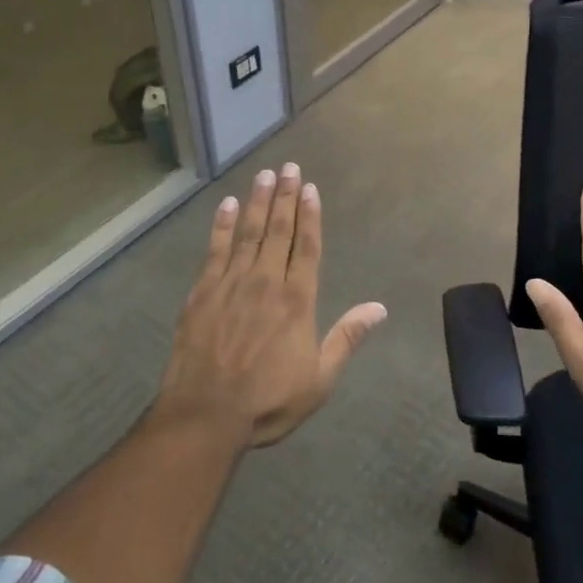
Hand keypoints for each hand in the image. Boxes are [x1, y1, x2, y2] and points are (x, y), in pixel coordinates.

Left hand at [155, 163, 386, 448]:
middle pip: (279, 230)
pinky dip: (223, 225)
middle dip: (285, 196)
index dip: (310, 216)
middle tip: (289, 167)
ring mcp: (232, 283)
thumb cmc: (267, 400)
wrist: (204, 415)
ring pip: (249, 232)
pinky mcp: (203, 291)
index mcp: (297, 300)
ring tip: (265, 175)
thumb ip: (347, 338)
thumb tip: (379, 308)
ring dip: (258, 201)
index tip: (310, 188)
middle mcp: (266, 281)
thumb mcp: (319, 379)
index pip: (307, 247)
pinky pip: (216, 249)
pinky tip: (228, 205)